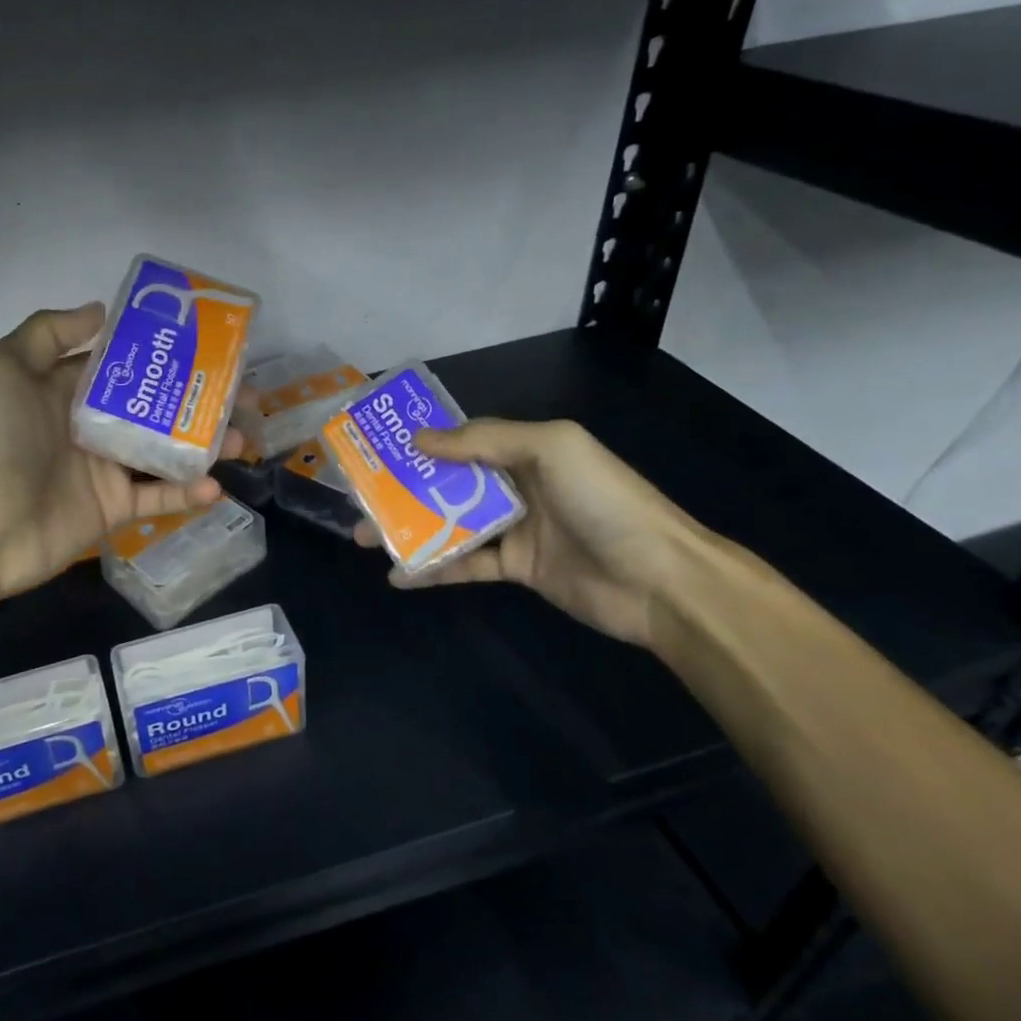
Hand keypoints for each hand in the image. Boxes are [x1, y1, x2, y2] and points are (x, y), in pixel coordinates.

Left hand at [0, 303, 246, 599]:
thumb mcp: (2, 369)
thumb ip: (47, 333)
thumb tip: (100, 309)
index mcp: (67, 390)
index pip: (124, 365)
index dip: (164, 354)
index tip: (208, 345)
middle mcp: (92, 425)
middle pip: (156, 406)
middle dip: (199, 399)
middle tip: (245, 395)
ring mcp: (105, 469)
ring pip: (166, 451)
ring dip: (206, 445)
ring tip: (243, 438)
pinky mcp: (114, 509)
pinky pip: (159, 498)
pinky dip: (188, 493)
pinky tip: (216, 485)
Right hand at [355, 418, 704, 647]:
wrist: (661, 581)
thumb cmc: (605, 501)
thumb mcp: (550, 449)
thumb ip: (484, 441)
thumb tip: (420, 439)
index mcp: (526, 449)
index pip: (463, 439)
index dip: (421, 442)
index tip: (378, 447)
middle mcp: (516, 484)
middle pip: (448, 482)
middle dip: (403, 488)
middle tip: (360, 497)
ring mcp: (516, 528)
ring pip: (450, 523)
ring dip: (408, 528)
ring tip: (365, 536)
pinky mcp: (517, 569)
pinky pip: (466, 564)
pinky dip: (433, 569)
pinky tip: (399, 576)